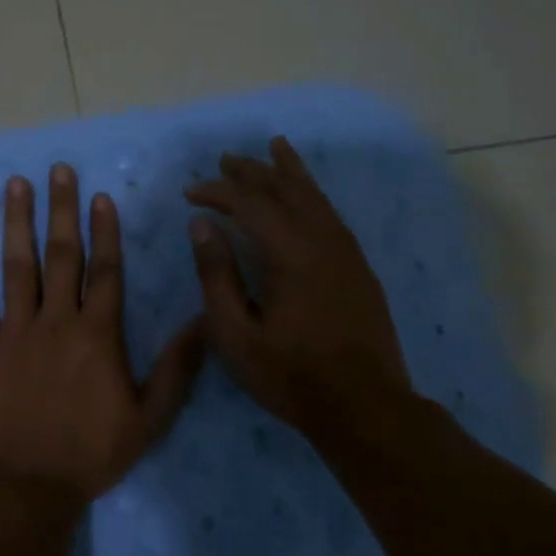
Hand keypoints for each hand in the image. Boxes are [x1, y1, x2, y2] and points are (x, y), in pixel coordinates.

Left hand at [0, 164, 204, 501]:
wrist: (27, 486)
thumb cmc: (91, 453)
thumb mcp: (149, 418)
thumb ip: (177, 367)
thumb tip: (203, 320)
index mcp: (97, 335)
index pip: (105, 270)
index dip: (104, 231)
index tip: (100, 196)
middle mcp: (56, 321)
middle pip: (61, 255)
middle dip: (62, 209)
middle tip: (58, 170)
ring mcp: (13, 331)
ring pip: (17, 266)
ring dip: (17, 222)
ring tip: (16, 184)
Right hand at [185, 136, 413, 445]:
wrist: (365, 406)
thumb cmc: (290, 376)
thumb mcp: (236, 333)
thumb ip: (217, 275)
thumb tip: (201, 226)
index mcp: (291, 254)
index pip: (250, 204)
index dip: (217, 192)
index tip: (190, 193)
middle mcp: (323, 241)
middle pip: (287, 190)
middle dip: (253, 171)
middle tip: (225, 160)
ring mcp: (347, 253)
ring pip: (316, 197)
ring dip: (289, 172)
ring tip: (274, 149)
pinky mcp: (359, 268)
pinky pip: (331, 215)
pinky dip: (312, 195)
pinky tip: (306, 196)